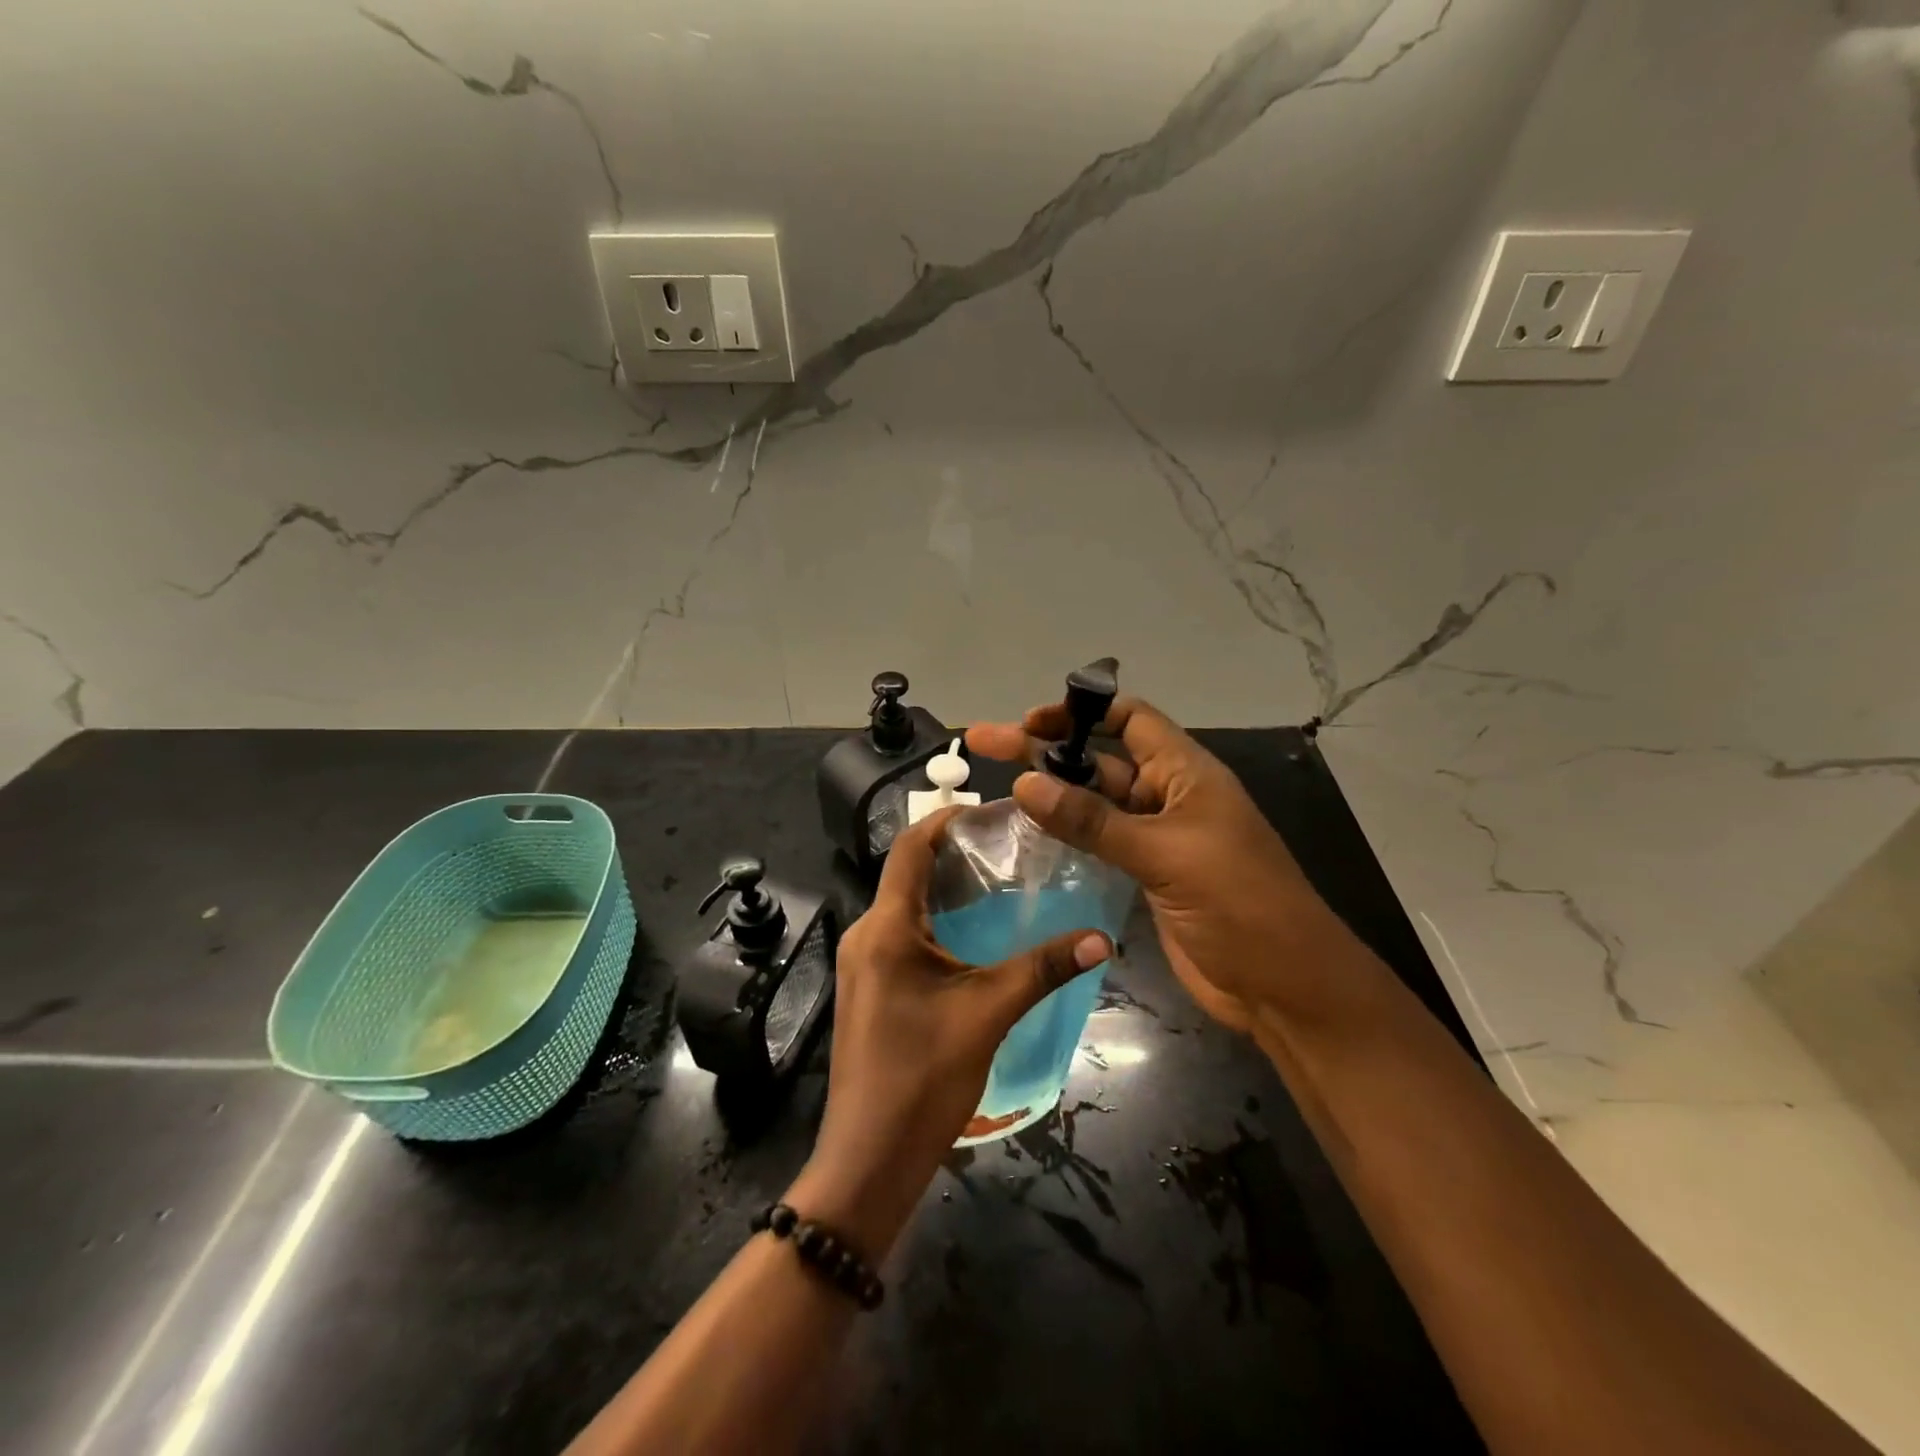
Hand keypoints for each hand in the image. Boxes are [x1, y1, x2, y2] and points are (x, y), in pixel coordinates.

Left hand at [787, 810, 1109, 1260]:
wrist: (869, 1159)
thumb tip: (1102, 938)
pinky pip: (901, 936)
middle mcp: (865, 935)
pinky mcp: (869, 988)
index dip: (947, 821)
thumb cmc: (923, 1078)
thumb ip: (1043, 969)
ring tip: (998, 884)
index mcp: (886, 928)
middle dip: (954, 854)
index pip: (910, 848)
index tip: (992, 813)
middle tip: (1009, 848)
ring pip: (905, 906)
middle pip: (907, 873)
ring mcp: (862, 964)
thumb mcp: (988, 1014)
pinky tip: (974, 937)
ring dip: (946, 890)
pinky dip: (935, 922)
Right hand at [968, 697, 1356, 1036]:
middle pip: (1099, 760)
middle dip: (1046, 750)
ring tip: (995, 789)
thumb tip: (1024, 783)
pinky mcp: (1145, 875)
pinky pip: (1096, 843)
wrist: (1284, 987)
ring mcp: (1155, 838)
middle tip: (984, 743)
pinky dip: (1063, 836)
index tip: (1028, 720)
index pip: (1129, 719)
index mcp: (1184, 773)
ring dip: (1050, 794)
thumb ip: (1093, 821)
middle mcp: (1167, 796)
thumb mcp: (1165, 854)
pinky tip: (1026, 836)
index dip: (1080, 711)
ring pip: (1093, 804)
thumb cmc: (1238, 903)